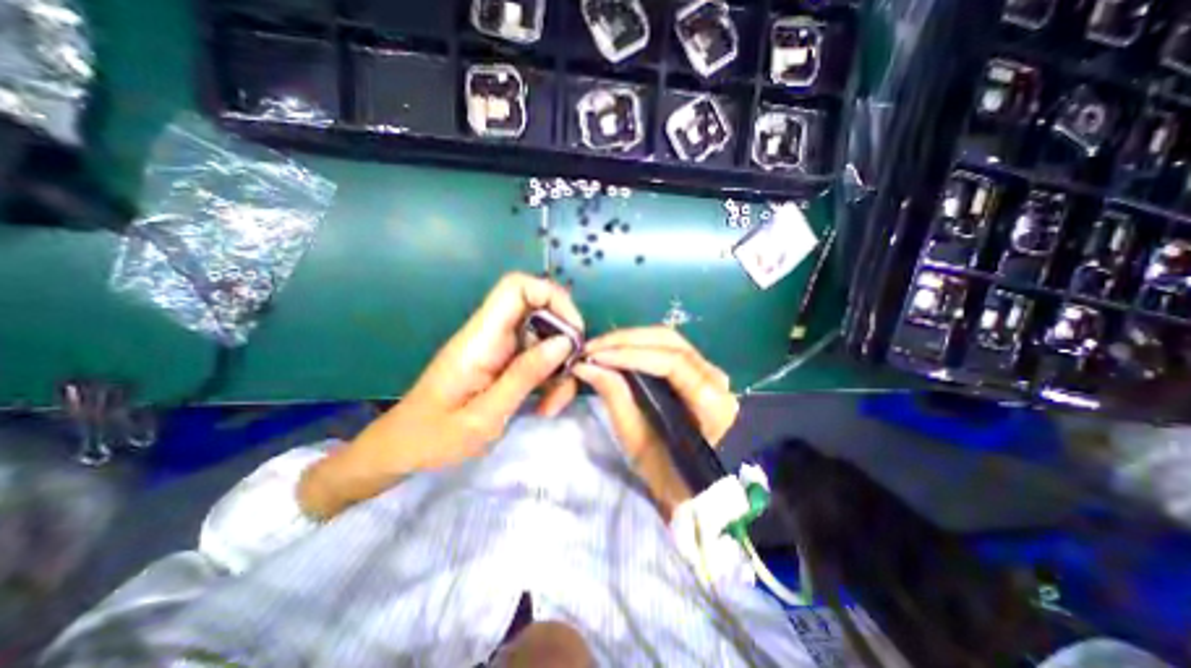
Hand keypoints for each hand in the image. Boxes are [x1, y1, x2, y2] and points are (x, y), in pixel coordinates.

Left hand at [301, 273, 585, 518]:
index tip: (573, 333)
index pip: (517, 287)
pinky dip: (549, 379)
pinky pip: (537, 358)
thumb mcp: (484, 416)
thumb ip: (524, 375)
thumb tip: (564, 342)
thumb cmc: (434, 437)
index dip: (552, 297)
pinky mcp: (503, 362)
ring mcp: (499, 348)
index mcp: (480, 338)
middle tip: (569, 377)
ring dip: (558, 369)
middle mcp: (491, 334)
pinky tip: (543, 406)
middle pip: (540, 313)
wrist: (402, 449)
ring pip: (544, 340)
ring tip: (552, 405)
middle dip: (564, 343)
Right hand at [574, 327, 742, 514]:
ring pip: (667, 339)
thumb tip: (586, 366)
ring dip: (630, 339)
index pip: (672, 363)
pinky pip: (666, 348)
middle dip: (626, 340)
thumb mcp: (637, 441)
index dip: (631, 354)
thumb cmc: (667, 473)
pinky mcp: (695, 369)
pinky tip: (616, 350)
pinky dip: (638, 345)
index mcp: (713, 402)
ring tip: (599, 348)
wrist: (692, 488)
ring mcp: (708, 370)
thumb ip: (615, 397)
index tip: (595, 356)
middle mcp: (716, 378)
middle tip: (592, 348)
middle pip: (670, 342)